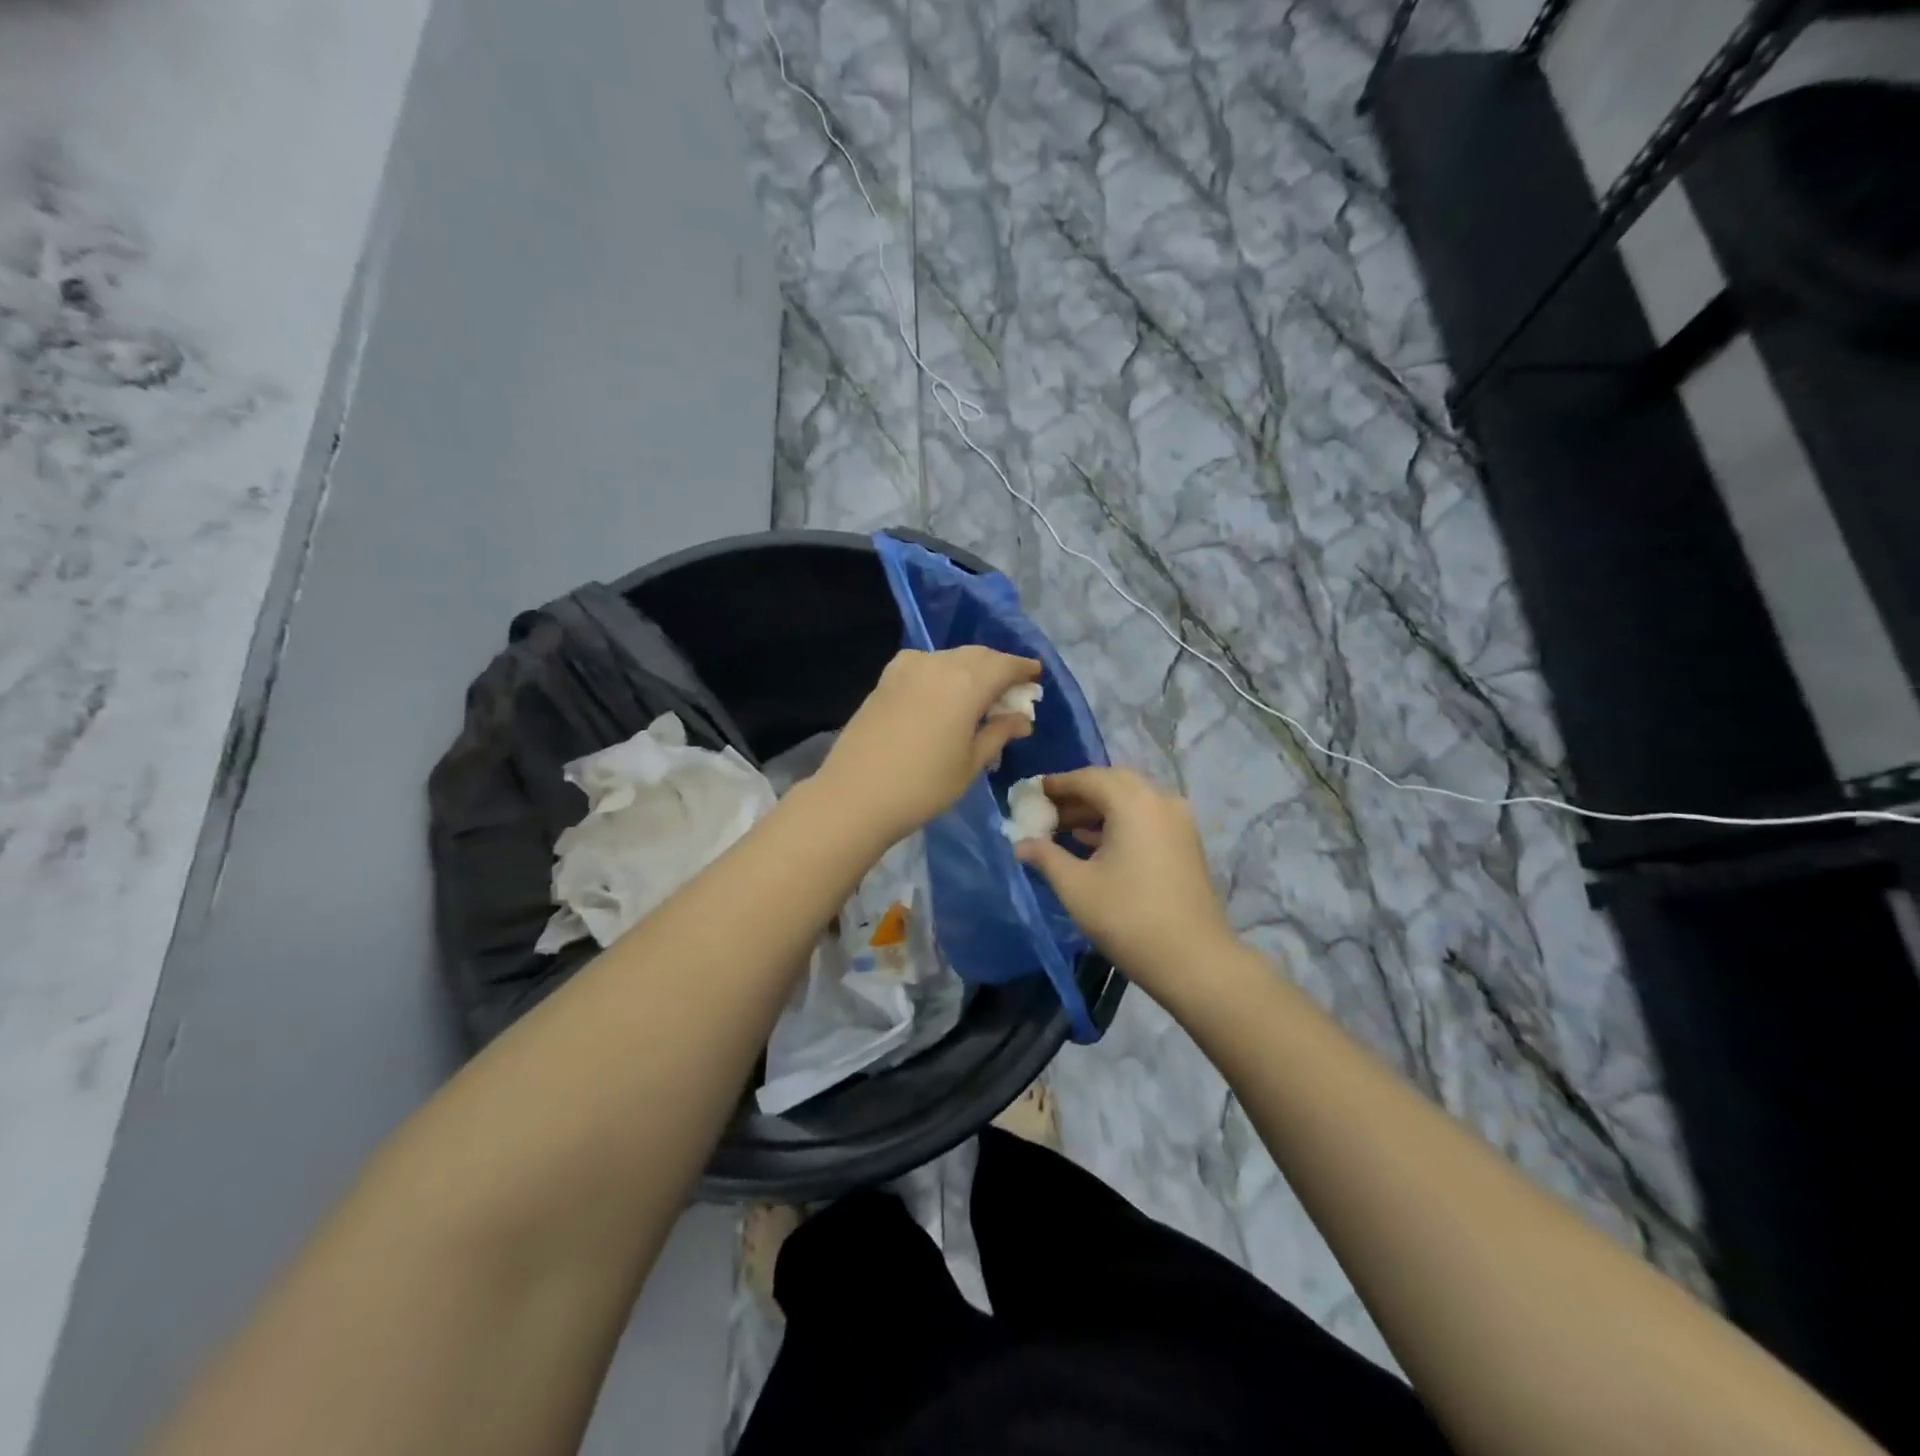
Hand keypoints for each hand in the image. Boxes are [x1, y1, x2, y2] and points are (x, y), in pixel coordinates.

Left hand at [817, 647, 1040, 842]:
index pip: (1005, 665)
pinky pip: (924, 663)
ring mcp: (907, 668)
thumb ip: (998, 733)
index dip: (1023, 669)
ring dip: (970, 668)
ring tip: (979, 693)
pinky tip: (942, 691)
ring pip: (950, 657)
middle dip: (998, 667)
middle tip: (1011, 689)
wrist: (855, 795)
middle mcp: (938, 664)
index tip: (1036, 677)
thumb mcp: (971, 764)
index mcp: (967, 683)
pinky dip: (942, 671)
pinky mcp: (885, 679)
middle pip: (978, 656)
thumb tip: (1022, 718)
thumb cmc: (923, 786)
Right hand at [1013, 767, 1233, 987]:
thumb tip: (1020, 844)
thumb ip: (1045, 856)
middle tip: (1047, 811)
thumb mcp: (1075, 886)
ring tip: (1063, 829)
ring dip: (1098, 809)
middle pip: (1112, 783)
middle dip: (1078, 794)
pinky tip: (1094, 844)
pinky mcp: (1186, 841)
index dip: (1056, 785)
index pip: (1087, 778)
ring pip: (1131, 800)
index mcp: (1133, 802)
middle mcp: (1160, 800)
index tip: (1030, 794)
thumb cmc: (1127, 918)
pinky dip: (1119, 821)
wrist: (1193, 960)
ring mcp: (1178, 820)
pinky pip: (1146, 817)